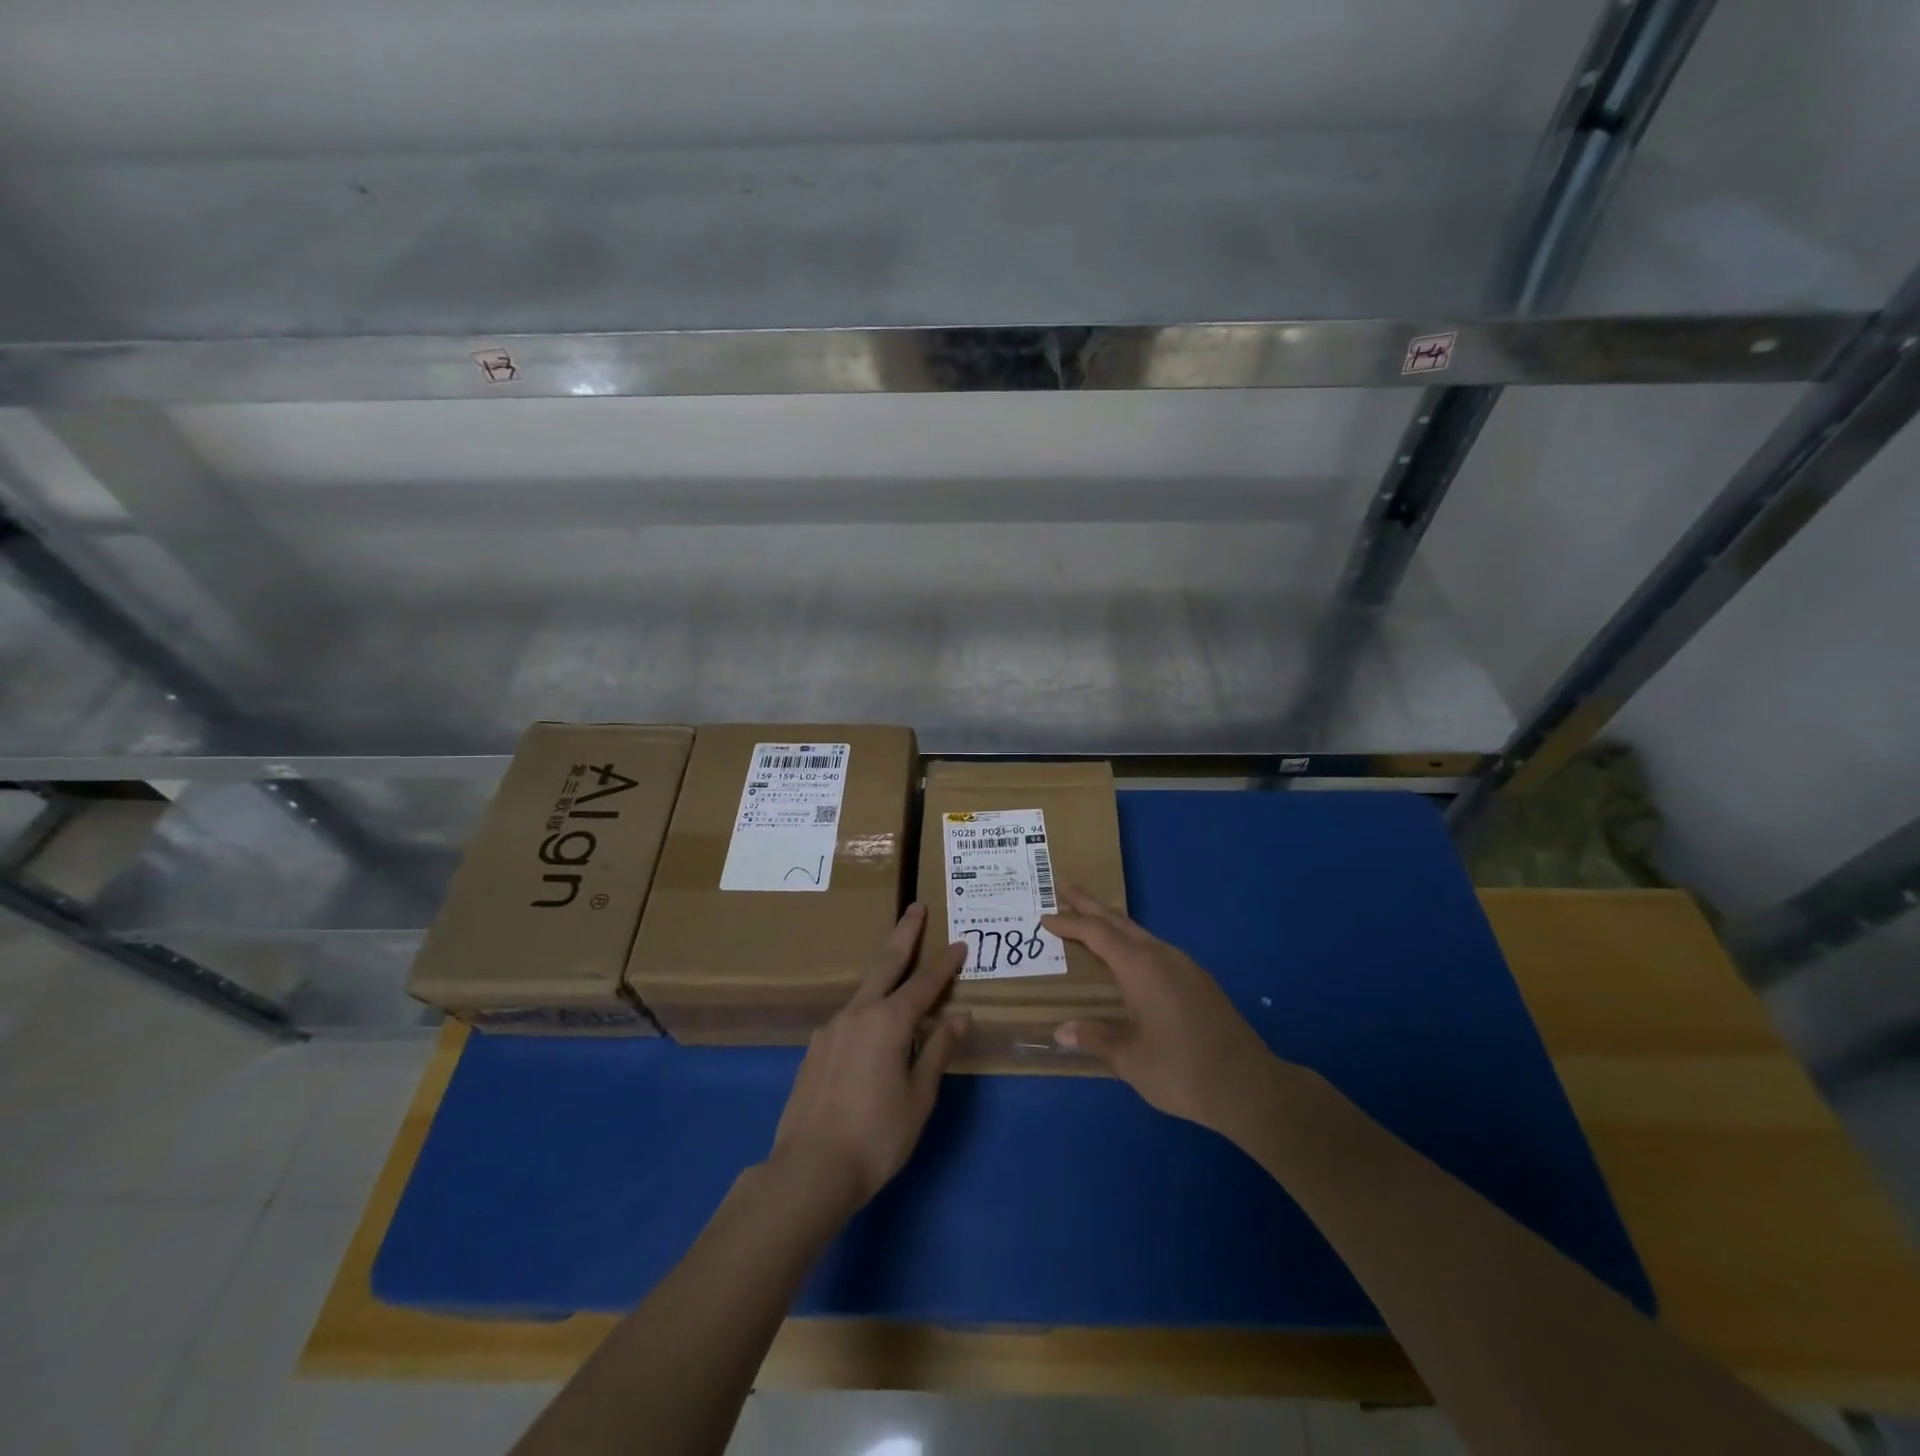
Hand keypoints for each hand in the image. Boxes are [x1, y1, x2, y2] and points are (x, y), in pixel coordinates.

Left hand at [768, 904, 969, 1212]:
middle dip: (904, 933)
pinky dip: (868, 1010)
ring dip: (884, 973)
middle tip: (915, 907)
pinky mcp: (815, 1048)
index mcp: (888, 1021)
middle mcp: (858, 1013)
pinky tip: (872, 1030)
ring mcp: (831, 1028)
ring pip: (864, 990)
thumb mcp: (919, 1095)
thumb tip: (961, 1017)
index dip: (945, 964)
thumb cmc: (876, 1135)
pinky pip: (849, 1017)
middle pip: (886, 963)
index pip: (924, 984)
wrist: (810, 1169)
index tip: (960, 944)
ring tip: (899, 969)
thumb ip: (938, 1050)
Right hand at [1045, 886, 1302, 1142]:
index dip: (1069, 923)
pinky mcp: (1198, 981)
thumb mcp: (1130, 1058)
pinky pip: (1155, 948)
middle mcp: (1162, 956)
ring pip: (1140, 933)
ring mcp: (1185, 966)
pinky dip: (1131, 941)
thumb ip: (1095, 1038)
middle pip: (1119, 921)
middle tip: (1064, 887)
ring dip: (1112, 922)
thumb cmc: (1181, 1069)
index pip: (1096, 933)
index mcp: (1141, 966)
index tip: (1045, 916)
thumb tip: (1062, 1030)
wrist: (1249, 1086)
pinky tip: (1129, 957)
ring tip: (1091, 919)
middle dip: (1090, 904)